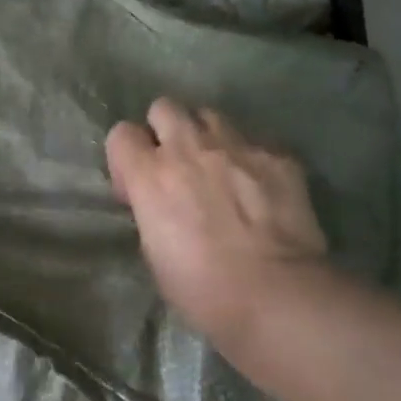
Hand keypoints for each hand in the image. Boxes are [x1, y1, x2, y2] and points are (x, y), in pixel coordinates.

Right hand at [106, 98, 327, 350]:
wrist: (276, 293)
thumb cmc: (203, 288)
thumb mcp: (154, 252)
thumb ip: (152, 210)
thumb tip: (161, 203)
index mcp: (150, 175)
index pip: (122, 133)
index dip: (127, 157)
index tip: (138, 187)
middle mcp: (190, 148)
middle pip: (165, 107)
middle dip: (165, 130)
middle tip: (178, 165)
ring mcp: (238, 146)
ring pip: (211, 115)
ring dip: (207, 137)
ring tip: (220, 169)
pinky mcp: (278, 156)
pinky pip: (255, 141)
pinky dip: (250, 158)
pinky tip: (260, 187)